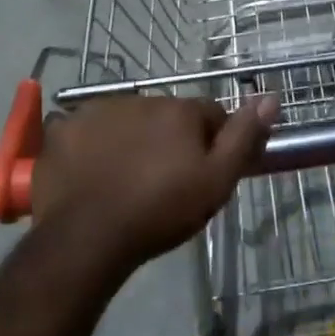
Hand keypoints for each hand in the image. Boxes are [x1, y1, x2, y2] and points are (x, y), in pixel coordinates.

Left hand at [31, 94, 278, 274]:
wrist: (86, 238)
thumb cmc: (159, 211)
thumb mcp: (215, 183)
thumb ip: (244, 138)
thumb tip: (271, 97)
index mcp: (179, 110)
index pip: (210, 114)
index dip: (212, 143)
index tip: (203, 174)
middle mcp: (140, 99)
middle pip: (167, 116)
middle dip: (171, 140)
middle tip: (164, 182)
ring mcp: (97, 111)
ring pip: (128, 121)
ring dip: (133, 140)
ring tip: (126, 182)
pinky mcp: (63, 129)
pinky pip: (88, 131)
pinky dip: (94, 146)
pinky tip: (93, 176)